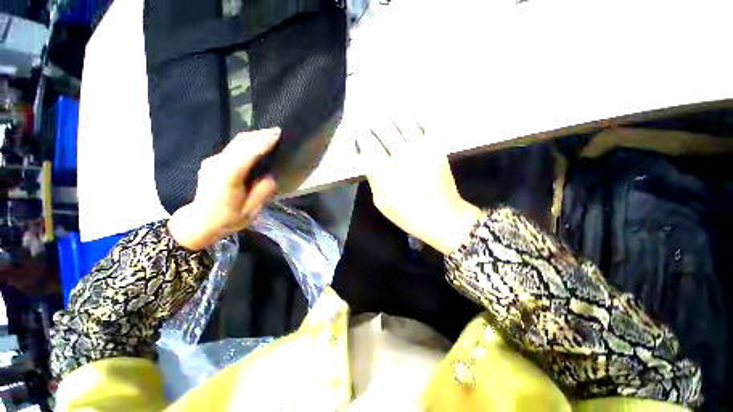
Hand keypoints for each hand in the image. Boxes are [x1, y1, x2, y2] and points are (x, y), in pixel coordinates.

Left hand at [167, 128, 279, 250]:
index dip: (262, 142)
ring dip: (254, 137)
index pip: (246, 154)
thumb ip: (262, 192)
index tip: (277, 134)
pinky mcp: (214, 162)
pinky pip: (233, 148)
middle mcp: (217, 165)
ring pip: (236, 143)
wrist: (199, 222)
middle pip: (240, 143)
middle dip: (259, 135)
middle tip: (278, 132)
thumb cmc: (227, 219)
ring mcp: (213, 161)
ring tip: (270, 136)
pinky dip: (247, 143)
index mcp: (228, 178)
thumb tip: (271, 176)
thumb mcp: (250, 211)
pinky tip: (257, 145)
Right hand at [356, 122, 482, 254]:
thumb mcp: (382, 203)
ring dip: (393, 119)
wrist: (443, 217)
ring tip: (389, 119)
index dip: (361, 137)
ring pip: (404, 123)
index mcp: (386, 172)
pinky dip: (416, 121)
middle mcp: (402, 156)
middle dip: (375, 124)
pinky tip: (410, 122)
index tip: (359, 135)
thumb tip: (367, 161)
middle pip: (384, 129)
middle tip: (371, 123)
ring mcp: (421, 150)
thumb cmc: (408, 215)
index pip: (368, 145)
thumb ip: (373, 180)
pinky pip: (426, 128)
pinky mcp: (436, 150)